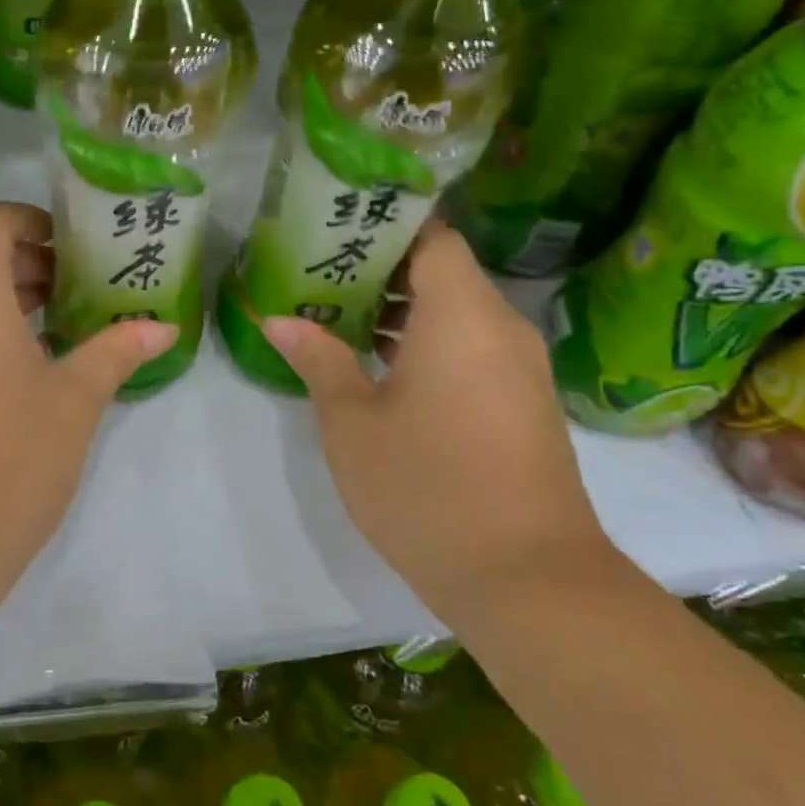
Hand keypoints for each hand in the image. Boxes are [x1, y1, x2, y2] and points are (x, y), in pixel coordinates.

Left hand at [0, 202, 176, 593]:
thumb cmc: (4, 460)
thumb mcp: (73, 401)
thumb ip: (116, 350)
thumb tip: (162, 327)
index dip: (36, 224)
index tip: (79, 252)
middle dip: (28, 264)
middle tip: (83, 291)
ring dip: (2, 299)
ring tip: (61, 330)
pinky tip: (18, 371)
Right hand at [261, 220, 616, 624]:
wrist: (527, 580)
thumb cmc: (426, 486)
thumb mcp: (352, 421)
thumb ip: (318, 359)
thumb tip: (277, 319)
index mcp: (462, 315)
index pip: (433, 237)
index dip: (386, 225)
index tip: (336, 228)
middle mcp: (500, 328)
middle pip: (443, 271)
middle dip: (381, 267)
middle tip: (318, 270)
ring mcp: (518, 367)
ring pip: (457, 311)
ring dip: (401, 308)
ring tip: (336, 312)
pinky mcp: (522, 402)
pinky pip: (471, 346)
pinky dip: (427, 341)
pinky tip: (378, 363)